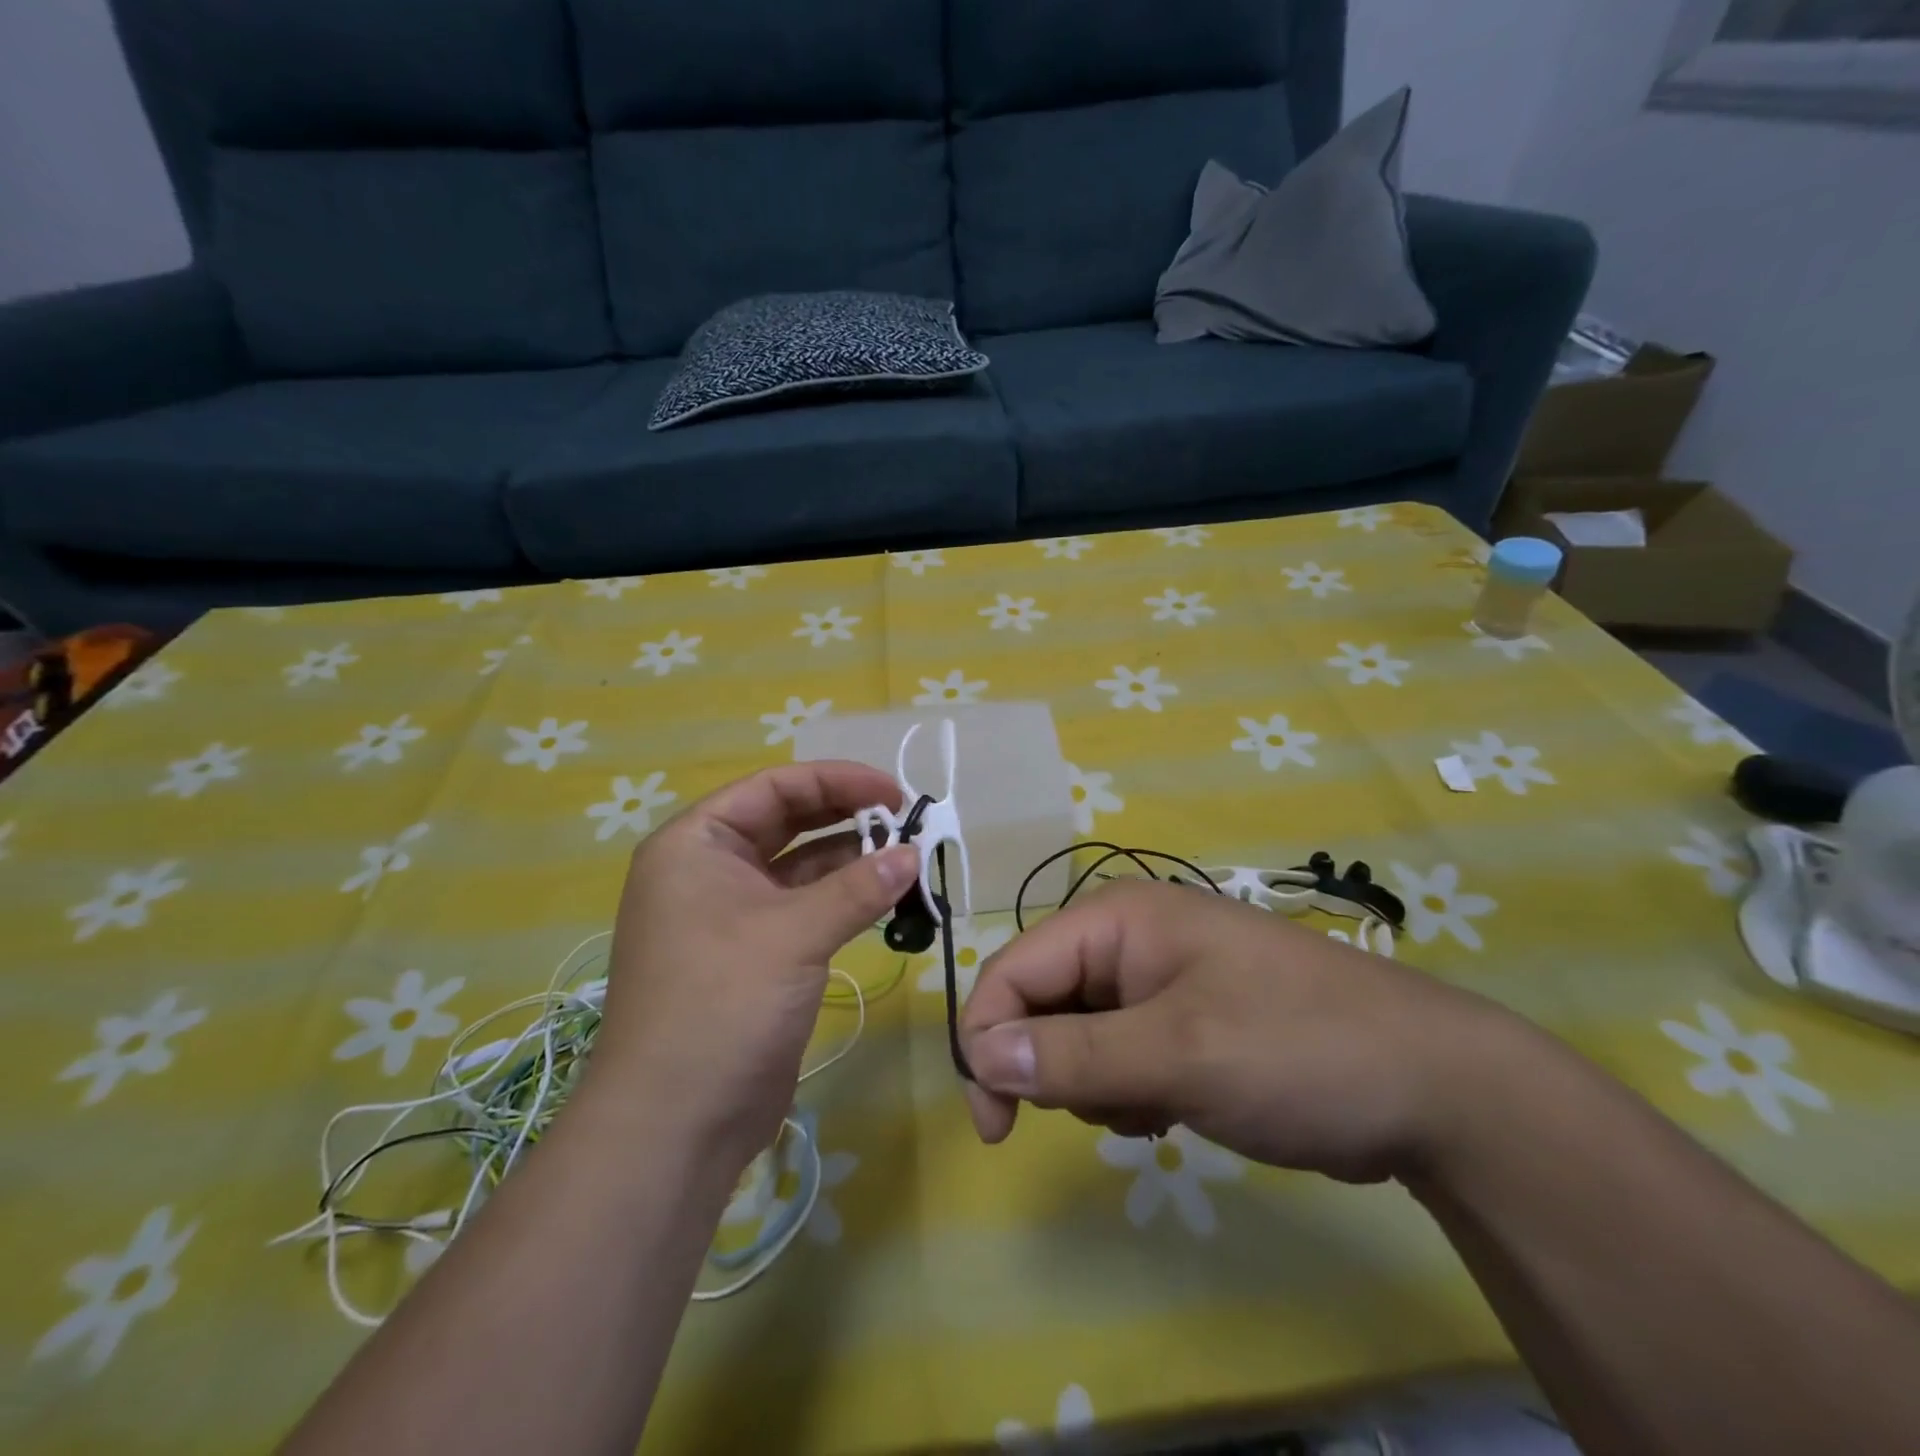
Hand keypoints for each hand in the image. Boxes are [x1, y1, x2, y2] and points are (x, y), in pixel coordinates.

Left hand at [590, 762, 917, 1173]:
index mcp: (695, 844)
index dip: (837, 781)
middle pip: (787, 822)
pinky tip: (886, 898)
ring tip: (908, 859)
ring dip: (851, 860)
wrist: (675, 1124)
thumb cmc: (721, 1005)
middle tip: (908, 823)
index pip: (774, 788)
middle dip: (847, 817)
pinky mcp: (754, 953)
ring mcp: (730, 913)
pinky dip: (843, 899)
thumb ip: (857, 888)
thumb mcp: (793, 934)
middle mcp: (708, 869)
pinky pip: (804, 907)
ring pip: (800, 866)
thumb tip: (913, 854)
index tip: (895, 793)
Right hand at [960, 880, 1522, 1183]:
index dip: (987, 1039)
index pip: (1014, 968)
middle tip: (1101, 1114)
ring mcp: (1157, 979)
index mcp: (1116, 919)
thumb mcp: (1178, 1055)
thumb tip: (979, 1055)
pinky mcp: (1181, 1019)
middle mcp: (1127, 938)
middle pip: (1040, 1000)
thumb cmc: (1296, 1049)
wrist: (1431, 1086)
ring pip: (1074, 1034)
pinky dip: (1127, 1090)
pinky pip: (1115, 1053)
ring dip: (1094, 1084)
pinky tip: (1173, 1107)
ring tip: (1155, 1106)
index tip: (995, 1126)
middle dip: (1051, 1066)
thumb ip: (1072, 1056)